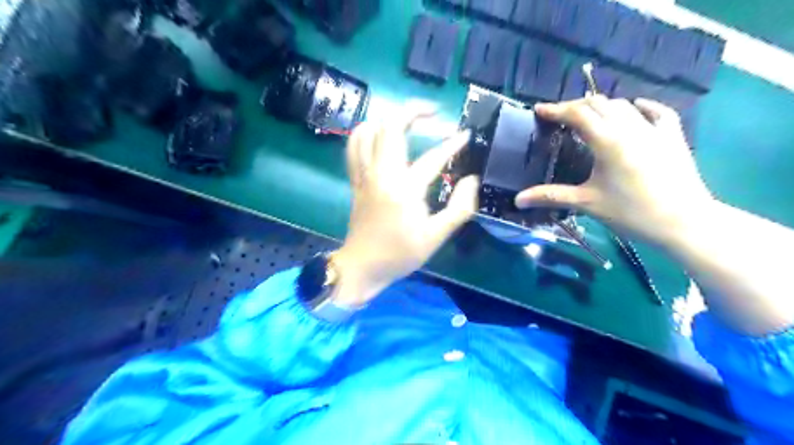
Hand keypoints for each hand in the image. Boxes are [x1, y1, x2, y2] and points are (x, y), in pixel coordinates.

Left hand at [332, 109, 477, 306]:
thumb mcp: (436, 237)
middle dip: (413, 111)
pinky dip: (366, 134)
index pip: (432, 157)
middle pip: (390, 127)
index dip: (453, 144)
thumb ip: (460, 208)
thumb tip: (472, 181)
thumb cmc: (400, 254)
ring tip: (406, 121)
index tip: (466, 135)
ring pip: (366, 131)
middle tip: (434, 113)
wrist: (362, 267)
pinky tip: (380, 137)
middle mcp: (381, 174)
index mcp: (404, 189)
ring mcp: (364, 175)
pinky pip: (354, 147)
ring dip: (387, 119)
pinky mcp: (355, 181)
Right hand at [516, 96, 714, 244]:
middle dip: (575, 105)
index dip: (556, 109)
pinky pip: (657, 112)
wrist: (683, 222)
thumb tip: (518, 199)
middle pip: (599, 104)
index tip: (539, 109)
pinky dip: (642, 107)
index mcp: (608, 141)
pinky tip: (636, 106)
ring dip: (601, 106)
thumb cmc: (631, 212)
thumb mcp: (587, 203)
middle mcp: (630, 128)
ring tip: (587, 115)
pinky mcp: (672, 137)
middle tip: (559, 115)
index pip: (578, 114)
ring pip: (623, 105)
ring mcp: (654, 130)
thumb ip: (551, 196)